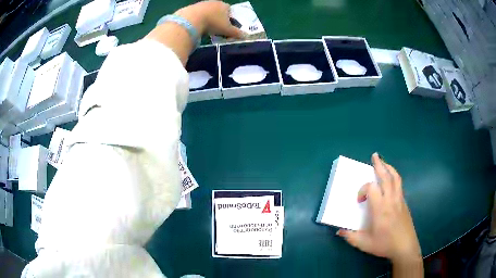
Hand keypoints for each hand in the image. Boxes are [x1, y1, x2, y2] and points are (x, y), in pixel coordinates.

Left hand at [175, 1, 243, 38]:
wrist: (191, 19)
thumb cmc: (213, 23)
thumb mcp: (227, 30)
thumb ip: (236, 33)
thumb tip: (246, 36)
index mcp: (224, 5)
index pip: (230, 9)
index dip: (230, 18)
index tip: (227, 26)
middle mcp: (214, 2)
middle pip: (218, 10)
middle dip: (218, 18)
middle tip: (217, 28)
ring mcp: (202, 4)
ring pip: (208, 11)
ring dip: (208, 18)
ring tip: (206, 28)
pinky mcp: (191, 8)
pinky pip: (197, 14)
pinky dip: (198, 19)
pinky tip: (197, 26)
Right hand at [337, 153, 421, 264]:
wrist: (405, 247)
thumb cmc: (384, 245)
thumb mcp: (364, 244)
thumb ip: (350, 236)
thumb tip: (339, 230)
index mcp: (380, 209)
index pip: (371, 188)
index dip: (363, 190)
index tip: (359, 200)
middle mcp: (391, 200)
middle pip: (386, 177)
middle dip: (379, 165)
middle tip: (374, 156)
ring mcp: (399, 200)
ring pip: (395, 178)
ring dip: (389, 168)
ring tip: (383, 162)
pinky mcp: (404, 202)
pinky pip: (399, 184)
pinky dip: (394, 177)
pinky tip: (390, 180)